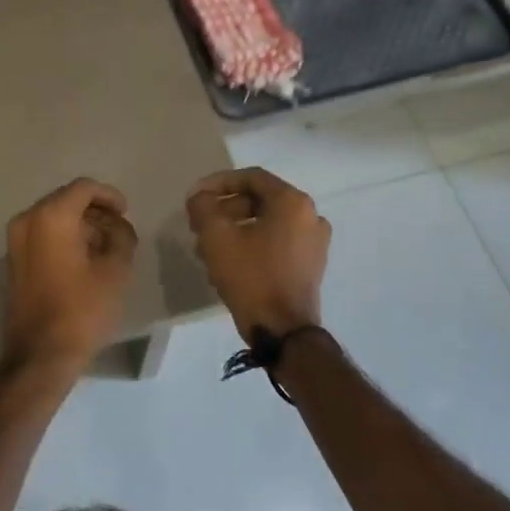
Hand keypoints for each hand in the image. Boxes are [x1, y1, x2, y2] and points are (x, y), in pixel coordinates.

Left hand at [0, 178, 137, 375]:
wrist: (38, 356)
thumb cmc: (81, 310)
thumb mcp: (116, 270)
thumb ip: (122, 236)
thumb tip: (116, 226)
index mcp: (51, 216)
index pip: (84, 187)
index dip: (109, 196)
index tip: (125, 213)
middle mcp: (26, 220)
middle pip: (65, 200)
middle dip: (94, 212)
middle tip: (117, 232)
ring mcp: (14, 242)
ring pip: (52, 218)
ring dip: (78, 226)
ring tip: (103, 249)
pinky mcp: (11, 262)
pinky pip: (40, 237)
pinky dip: (61, 239)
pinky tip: (81, 262)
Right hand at [185, 167, 330, 341]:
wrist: (284, 333)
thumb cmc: (251, 277)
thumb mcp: (217, 237)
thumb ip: (203, 207)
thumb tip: (199, 197)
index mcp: (292, 202)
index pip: (251, 178)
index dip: (218, 183)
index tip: (195, 197)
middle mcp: (310, 216)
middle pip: (259, 200)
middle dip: (224, 209)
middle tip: (199, 224)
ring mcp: (314, 242)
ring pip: (266, 223)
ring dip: (235, 228)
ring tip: (207, 246)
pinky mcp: (311, 266)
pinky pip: (277, 242)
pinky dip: (252, 243)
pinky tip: (228, 261)